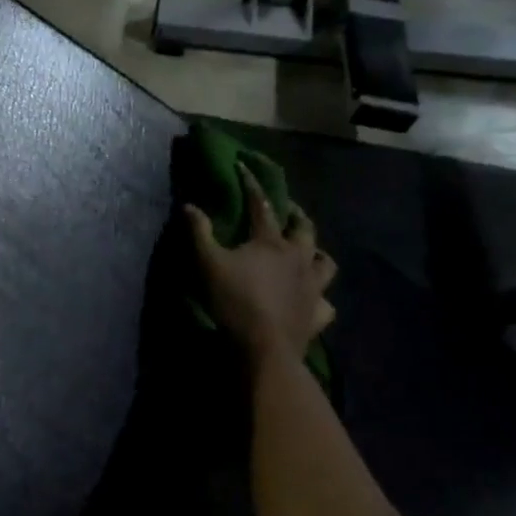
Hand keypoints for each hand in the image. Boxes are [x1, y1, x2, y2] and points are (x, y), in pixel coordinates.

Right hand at [185, 166, 336, 368]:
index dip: (252, 185)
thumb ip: (199, 233)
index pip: (261, 206)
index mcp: (271, 243)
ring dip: (317, 253)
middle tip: (288, 209)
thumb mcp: (208, 264)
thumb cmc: (235, 301)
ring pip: (325, 262)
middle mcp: (298, 258)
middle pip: (304, 228)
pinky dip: (320, 298)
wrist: (265, 348)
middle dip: (295, 214)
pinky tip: (313, 300)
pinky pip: (326, 303)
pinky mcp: (318, 314)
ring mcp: (313, 287)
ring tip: (309, 252)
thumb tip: (189, 206)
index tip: (244, 167)